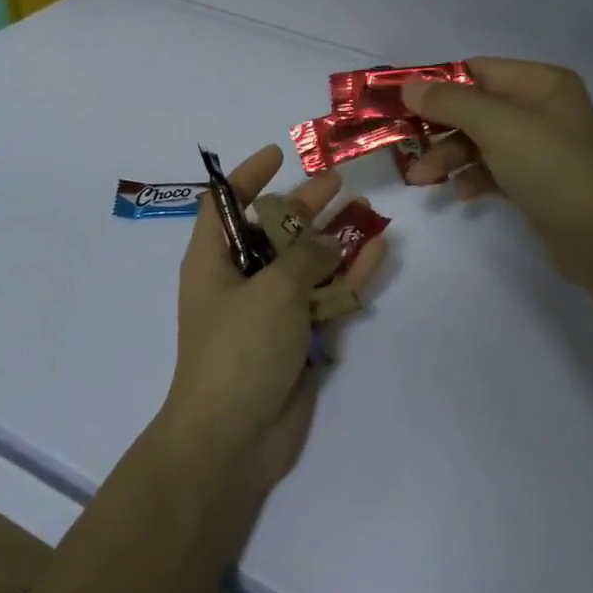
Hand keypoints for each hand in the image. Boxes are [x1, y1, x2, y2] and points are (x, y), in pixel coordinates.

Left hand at [160, 145, 386, 493]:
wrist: (234, 438)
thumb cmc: (239, 351)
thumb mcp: (271, 291)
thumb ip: (304, 256)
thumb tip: (327, 241)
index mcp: (212, 262)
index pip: (223, 205)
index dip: (247, 177)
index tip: (278, 154)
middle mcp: (239, 281)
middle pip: (273, 231)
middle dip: (304, 206)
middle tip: (339, 182)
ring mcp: (270, 311)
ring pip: (307, 264)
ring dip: (335, 239)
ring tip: (369, 211)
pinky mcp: (297, 338)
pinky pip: (326, 298)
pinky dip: (350, 276)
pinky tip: (379, 251)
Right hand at [402, 59, 592, 285]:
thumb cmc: (551, 168)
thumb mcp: (497, 127)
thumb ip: (450, 103)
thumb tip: (408, 85)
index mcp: (541, 83)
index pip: (478, 70)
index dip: (438, 85)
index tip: (400, 104)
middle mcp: (542, 108)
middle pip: (476, 108)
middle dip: (439, 128)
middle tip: (404, 148)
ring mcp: (541, 146)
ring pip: (481, 141)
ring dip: (449, 157)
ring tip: (422, 181)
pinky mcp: (536, 180)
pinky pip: (494, 169)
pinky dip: (473, 177)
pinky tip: (461, 194)